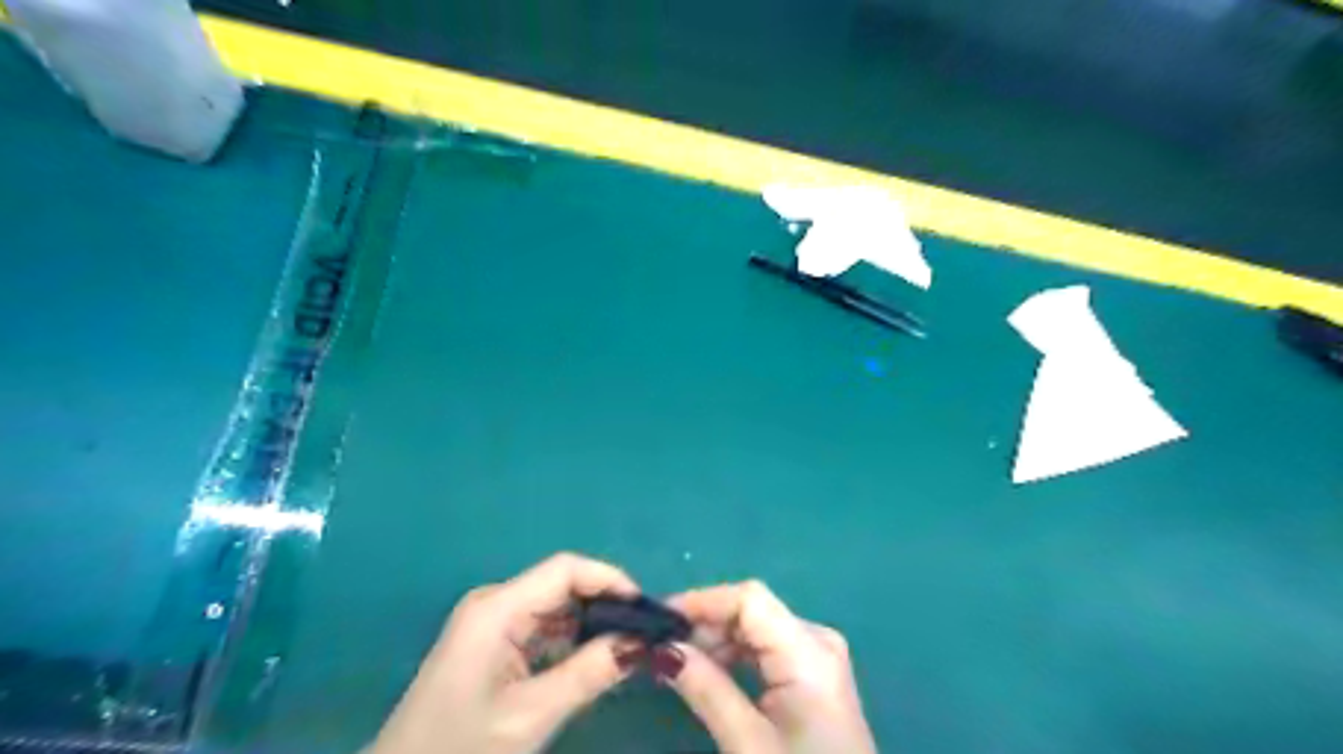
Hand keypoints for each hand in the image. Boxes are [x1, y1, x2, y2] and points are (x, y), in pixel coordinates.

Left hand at [365, 552, 639, 752]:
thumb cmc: (459, 750)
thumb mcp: (531, 715)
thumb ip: (590, 673)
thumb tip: (645, 643)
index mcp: (497, 607)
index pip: (565, 570)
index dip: (610, 579)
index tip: (647, 608)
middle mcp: (495, 603)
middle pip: (563, 585)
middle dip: (606, 603)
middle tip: (646, 631)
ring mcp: (492, 623)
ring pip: (557, 608)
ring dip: (593, 624)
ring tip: (631, 645)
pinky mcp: (493, 644)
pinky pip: (544, 629)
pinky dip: (573, 641)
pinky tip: (597, 659)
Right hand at [662, 582, 877, 752]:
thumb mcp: (748, 743)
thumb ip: (706, 688)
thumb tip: (662, 648)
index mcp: (808, 649)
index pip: (749, 598)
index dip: (702, 601)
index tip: (660, 621)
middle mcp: (817, 640)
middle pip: (752, 611)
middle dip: (705, 624)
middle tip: (661, 649)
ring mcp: (819, 657)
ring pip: (757, 628)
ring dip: (717, 641)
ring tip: (678, 664)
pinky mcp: (815, 675)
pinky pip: (768, 649)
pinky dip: (735, 656)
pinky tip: (709, 674)